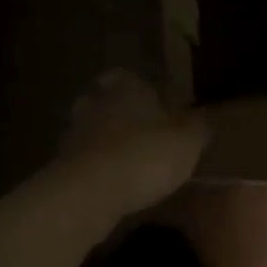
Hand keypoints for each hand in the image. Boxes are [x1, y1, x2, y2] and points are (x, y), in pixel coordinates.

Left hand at [56, 69, 209, 216]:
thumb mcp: (187, 141)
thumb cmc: (145, 154)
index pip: (125, 75)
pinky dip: (93, 166)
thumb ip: (197, 127)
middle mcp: (96, 102)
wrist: (90, 192)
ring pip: (89, 128)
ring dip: (103, 139)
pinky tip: (109, 182)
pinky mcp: (61, 165)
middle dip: (117, 111)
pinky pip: (81, 159)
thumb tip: (205, 118)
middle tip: (137, 128)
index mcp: (126, 88)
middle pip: (102, 98)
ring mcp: (74, 133)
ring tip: (124, 159)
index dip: (136, 85)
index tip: (149, 99)